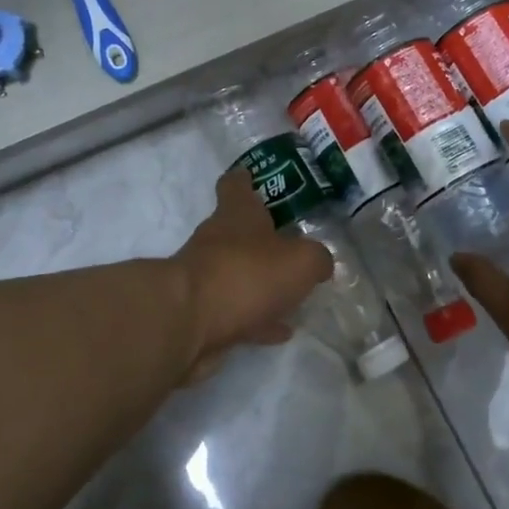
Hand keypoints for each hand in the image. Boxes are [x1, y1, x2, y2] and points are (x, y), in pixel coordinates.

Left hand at [173, 167, 333, 380]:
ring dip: (262, 283)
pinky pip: (236, 312)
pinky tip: (280, 330)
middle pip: (238, 232)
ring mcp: (206, 278)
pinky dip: (257, 318)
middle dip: (263, 239)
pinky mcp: (201, 314)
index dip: (245, 180)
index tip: (253, 178)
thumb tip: (320, 263)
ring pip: (239, 274)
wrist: (188, 322)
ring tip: (294, 295)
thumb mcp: (301, 261)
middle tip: (294, 248)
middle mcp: (216, 240)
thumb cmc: (247, 274)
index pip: (235, 185)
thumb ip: (317, 258)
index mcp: (237, 215)